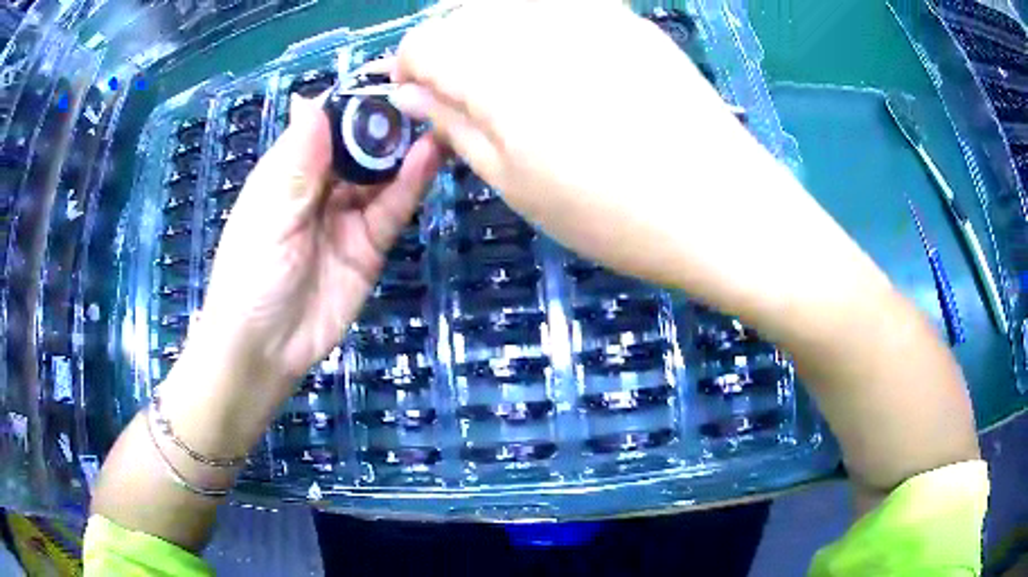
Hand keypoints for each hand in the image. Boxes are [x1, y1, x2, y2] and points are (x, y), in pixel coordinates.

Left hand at [171, 96, 442, 431]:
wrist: (265, 350)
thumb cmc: (250, 277)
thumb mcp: (269, 215)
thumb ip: (297, 163)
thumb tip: (310, 100)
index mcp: (288, 171)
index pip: (324, 124)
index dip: (354, 101)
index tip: (390, 76)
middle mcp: (320, 187)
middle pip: (358, 146)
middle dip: (387, 124)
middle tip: (427, 98)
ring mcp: (347, 216)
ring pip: (381, 175)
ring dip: (405, 151)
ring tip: (439, 121)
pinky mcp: (369, 246)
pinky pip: (392, 210)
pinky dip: (410, 186)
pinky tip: (430, 160)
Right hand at [389, 0, 868, 330]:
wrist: (718, 204)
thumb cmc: (610, 213)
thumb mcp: (513, 182)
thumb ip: (453, 125)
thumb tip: (409, 95)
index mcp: (495, 68)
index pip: (421, 44)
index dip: (410, 72)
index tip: (421, 101)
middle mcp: (535, 22)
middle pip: (460, 15)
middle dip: (448, 51)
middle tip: (466, 98)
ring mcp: (586, 12)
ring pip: (506, 4)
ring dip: (489, 34)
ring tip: (510, 81)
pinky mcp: (624, 17)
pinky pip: (556, 6)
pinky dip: (536, 25)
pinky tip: (556, 62)